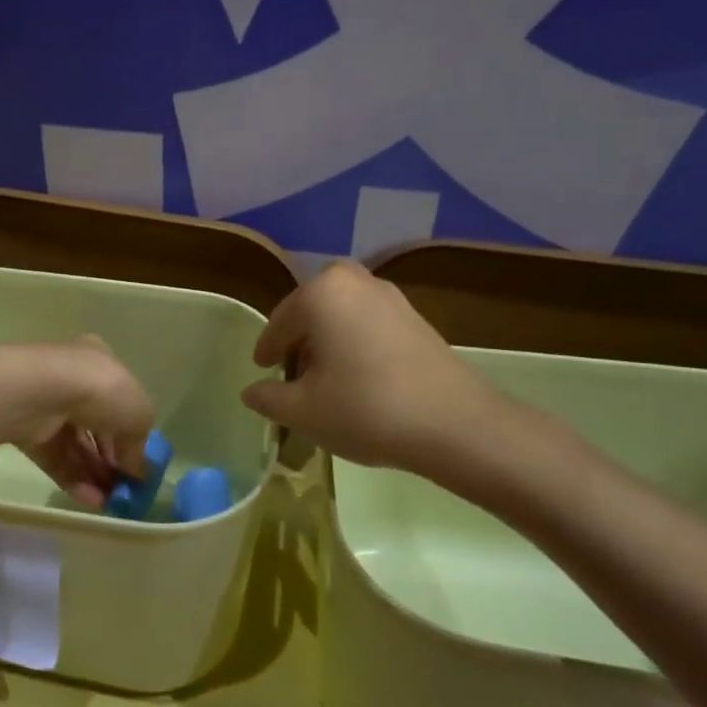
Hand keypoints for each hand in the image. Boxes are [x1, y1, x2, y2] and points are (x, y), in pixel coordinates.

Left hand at [0, 336, 155, 508]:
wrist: (39, 393)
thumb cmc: (99, 389)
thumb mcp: (138, 413)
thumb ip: (140, 444)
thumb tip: (137, 470)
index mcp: (99, 362)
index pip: (119, 398)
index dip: (132, 430)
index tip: (140, 460)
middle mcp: (72, 379)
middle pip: (97, 425)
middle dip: (112, 458)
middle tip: (126, 489)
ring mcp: (48, 406)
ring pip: (76, 445)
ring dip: (95, 474)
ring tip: (112, 502)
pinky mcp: (28, 432)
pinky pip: (56, 458)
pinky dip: (74, 480)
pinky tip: (92, 501)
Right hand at [241, 261, 520, 487]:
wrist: (455, 424)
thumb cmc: (365, 409)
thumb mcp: (303, 411)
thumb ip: (269, 397)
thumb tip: (251, 391)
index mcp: (320, 293)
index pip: (279, 322)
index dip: (267, 350)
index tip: (263, 370)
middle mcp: (354, 282)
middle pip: (312, 309)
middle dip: (299, 337)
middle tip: (293, 370)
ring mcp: (390, 297)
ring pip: (342, 313)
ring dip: (329, 338)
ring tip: (326, 377)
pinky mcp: (417, 318)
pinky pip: (370, 322)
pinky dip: (356, 341)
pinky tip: (360, 377)